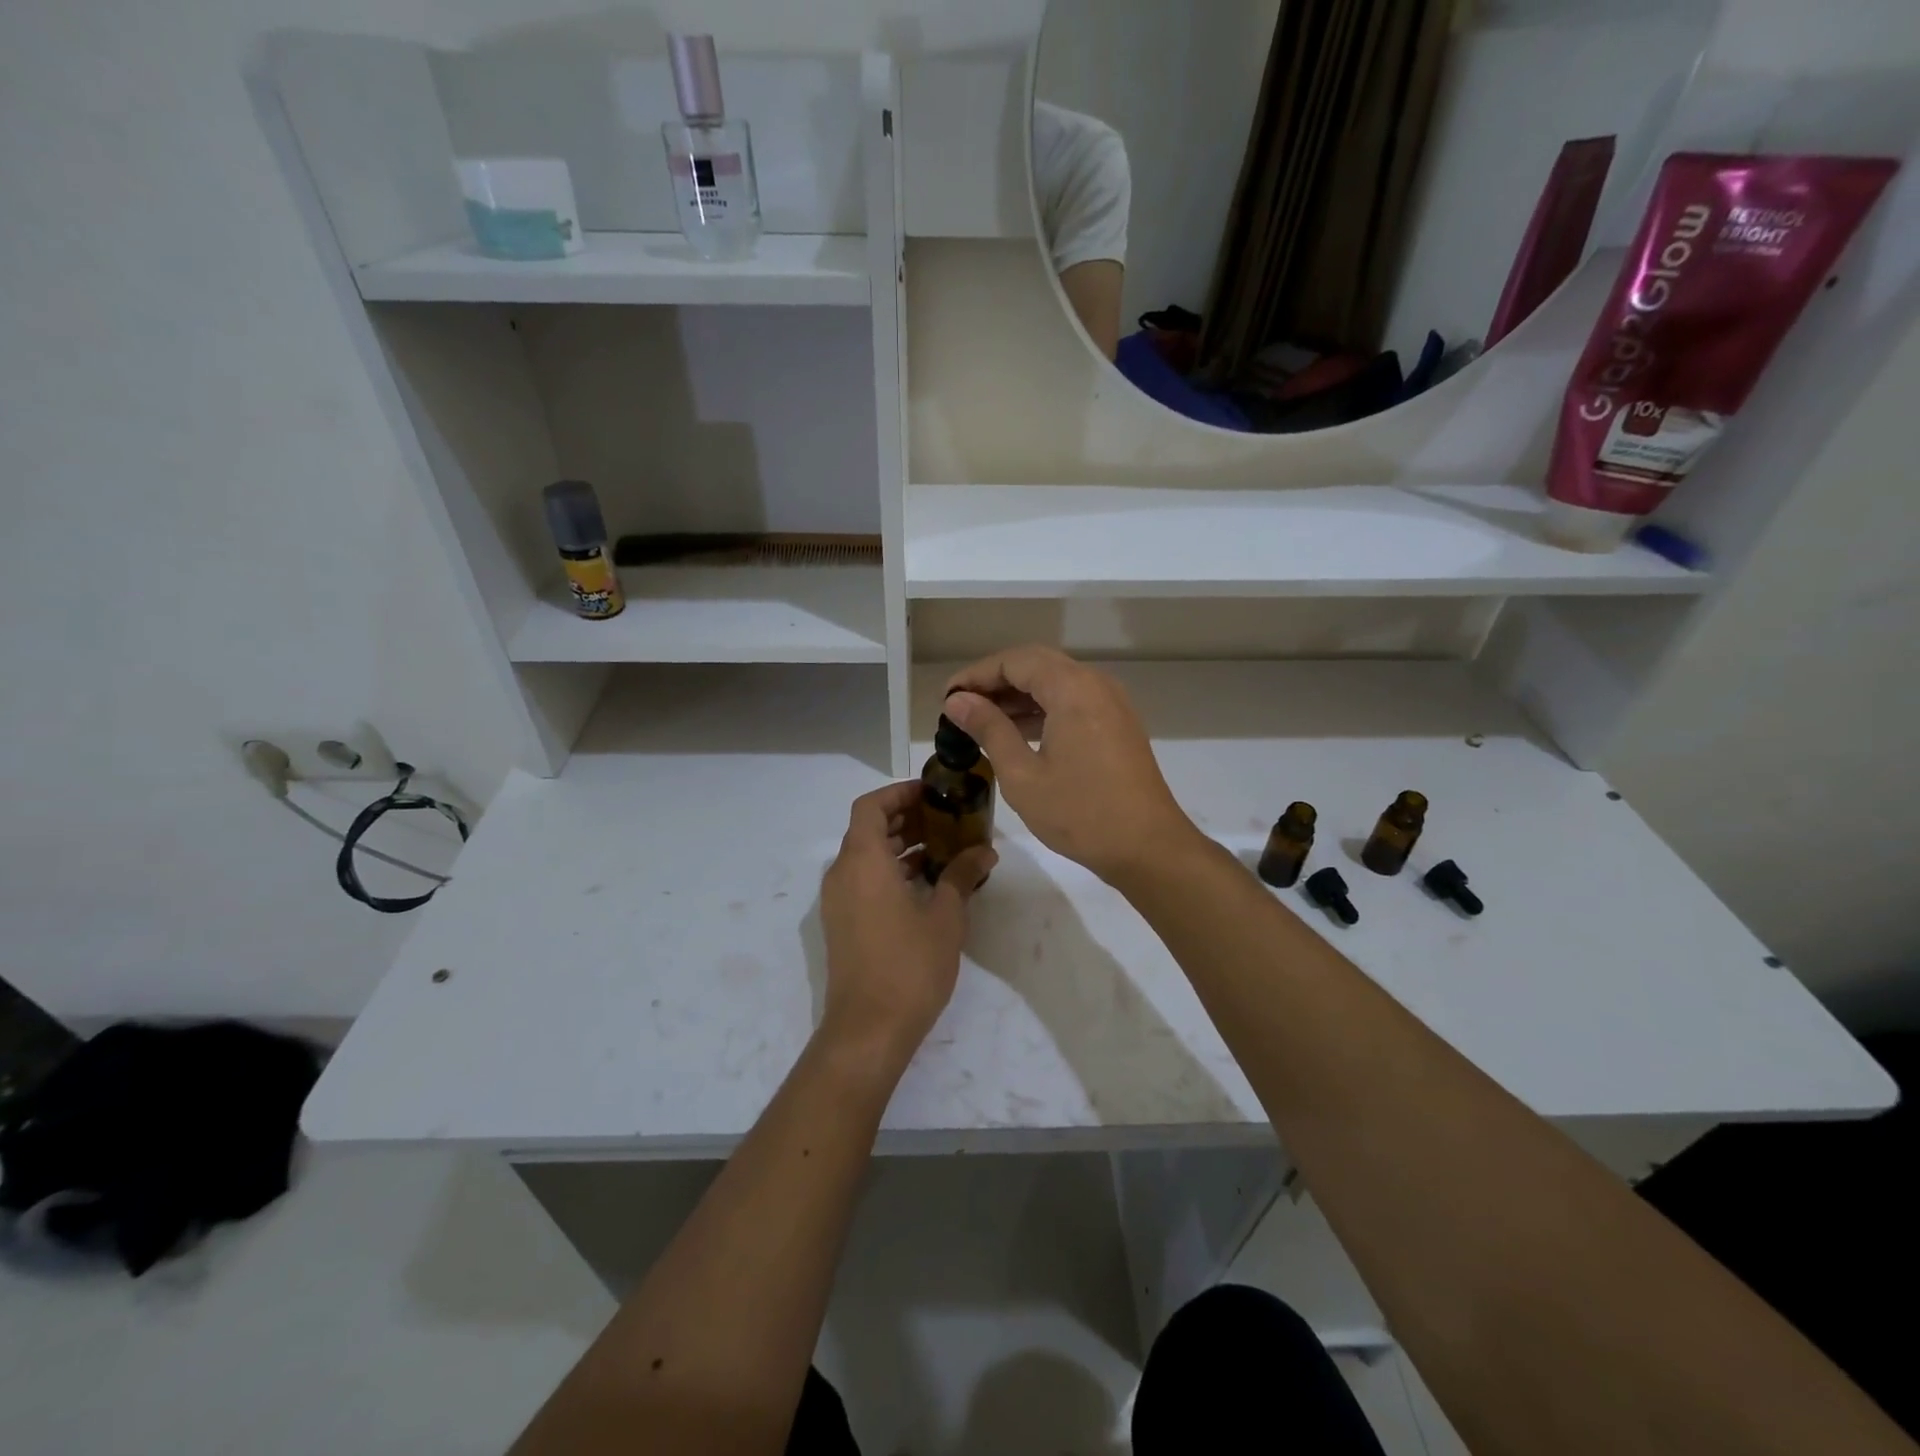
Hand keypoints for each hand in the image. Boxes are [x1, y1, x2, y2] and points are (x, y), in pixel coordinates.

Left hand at [817, 781, 995, 1078]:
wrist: (868, 1029)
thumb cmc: (909, 965)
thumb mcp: (946, 916)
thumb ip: (962, 875)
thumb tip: (985, 850)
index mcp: (863, 861)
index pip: (871, 806)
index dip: (899, 793)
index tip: (932, 792)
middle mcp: (843, 873)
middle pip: (868, 828)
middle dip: (905, 818)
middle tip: (945, 817)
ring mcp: (838, 901)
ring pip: (866, 856)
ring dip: (900, 845)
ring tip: (943, 848)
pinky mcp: (843, 923)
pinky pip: (864, 880)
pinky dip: (890, 870)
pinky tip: (926, 883)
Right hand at [944, 645, 1198, 886]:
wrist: (1148, 848)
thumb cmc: (1080, 813)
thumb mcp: (1022, 775)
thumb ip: (989, 730)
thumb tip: (957, 701)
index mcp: (1072, 688)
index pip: (1015, 661)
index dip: (976, 675)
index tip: (947, 698)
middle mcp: (1095, 684)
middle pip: (1037, 664)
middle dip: (996, 681)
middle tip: (961, 706)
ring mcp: (1111, 703)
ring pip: (1056, 682)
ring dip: (1018, 696)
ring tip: (981, 721)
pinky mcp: (1117, 724)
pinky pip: (1073, 701)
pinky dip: (1042, 709)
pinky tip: (1018, 733)